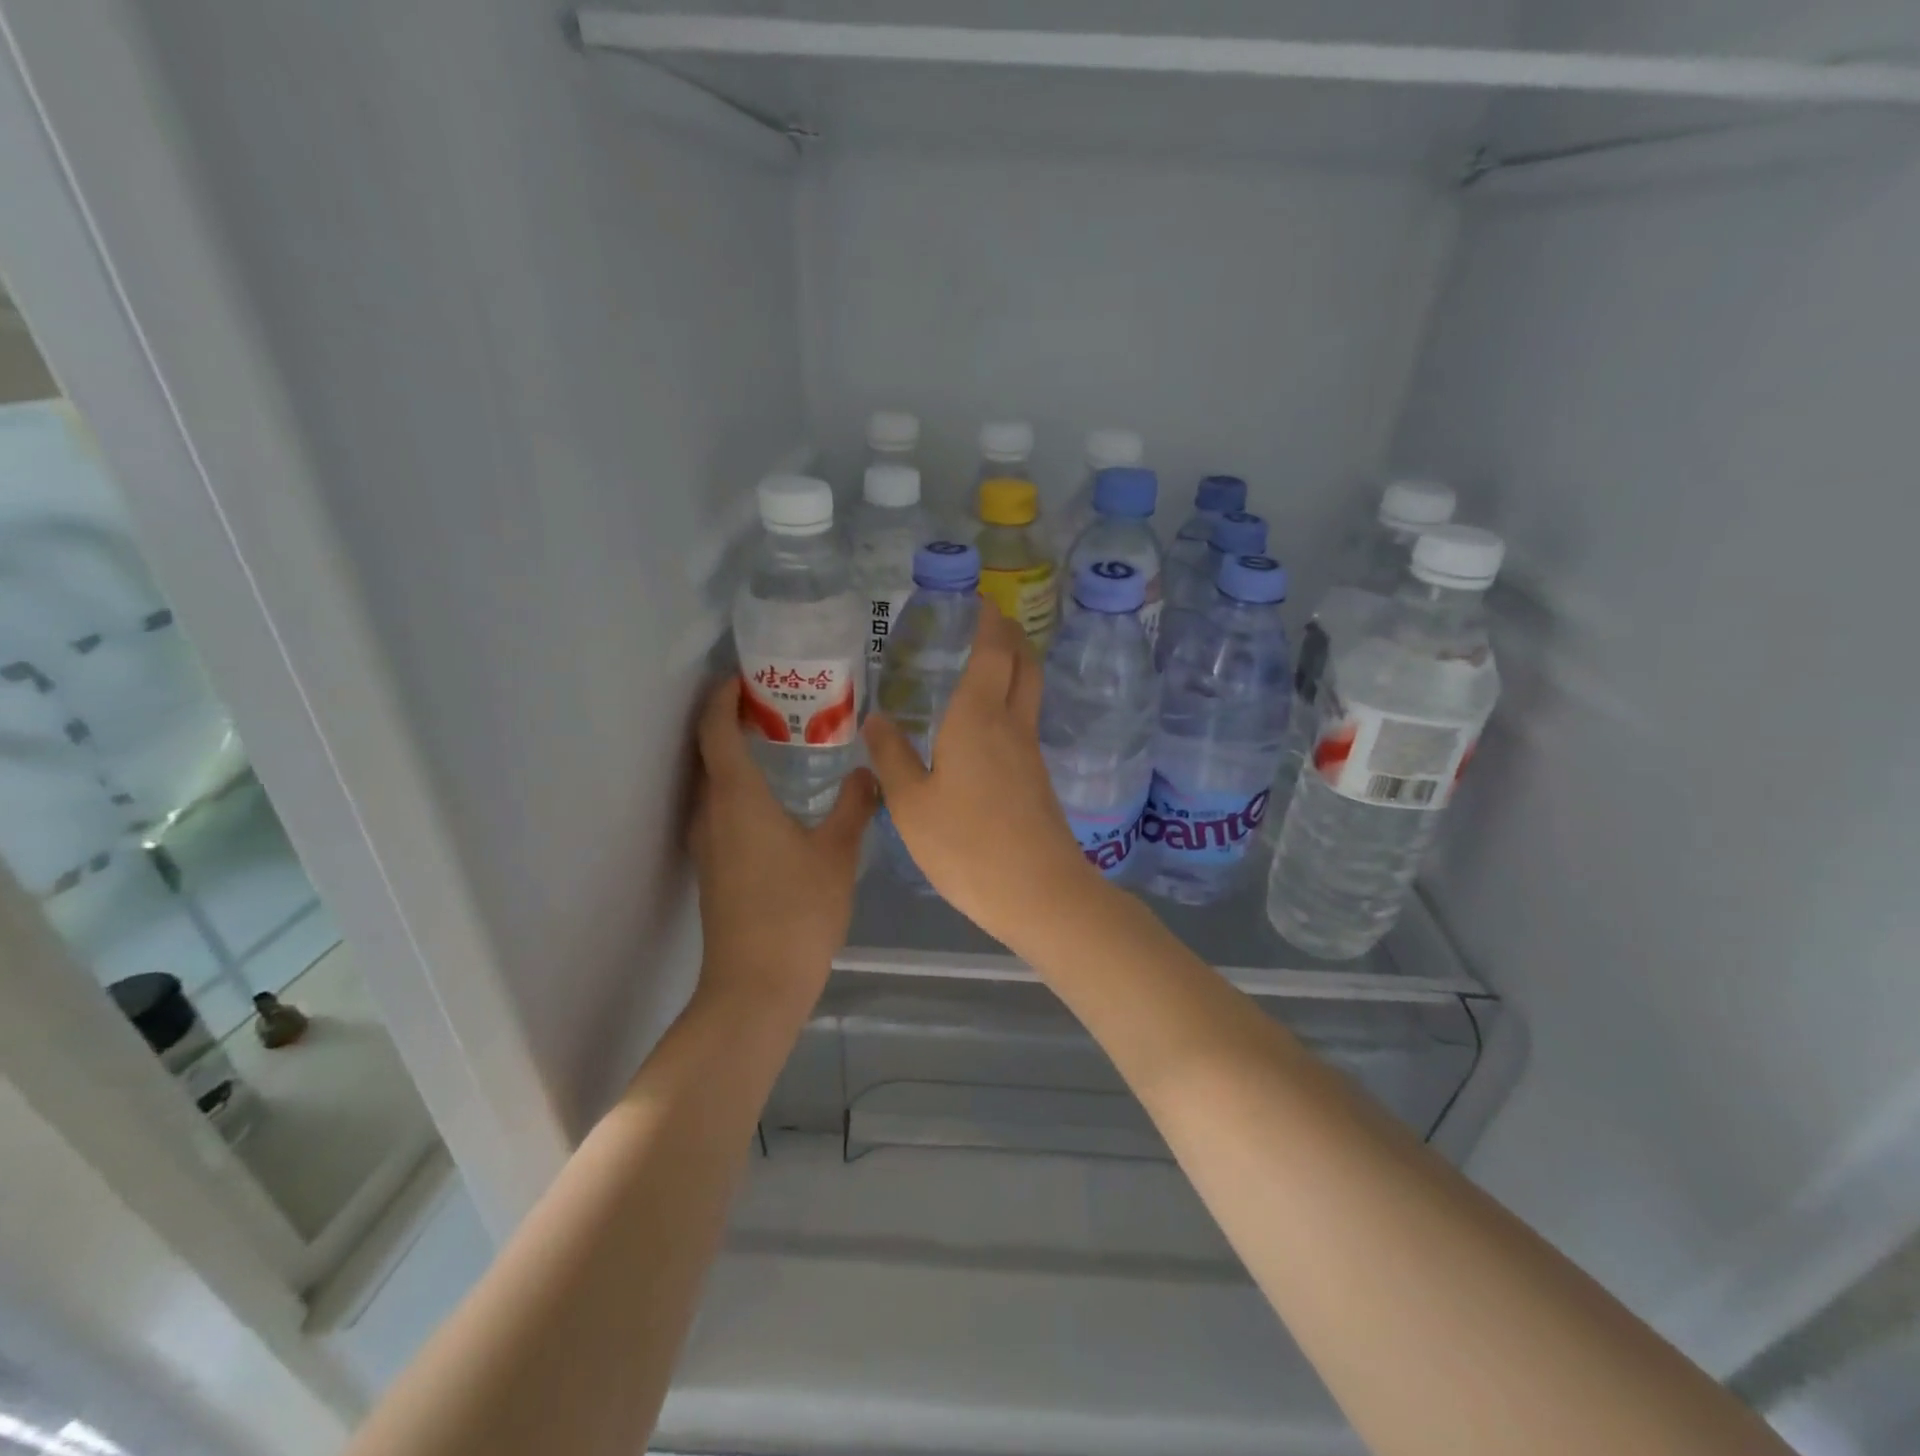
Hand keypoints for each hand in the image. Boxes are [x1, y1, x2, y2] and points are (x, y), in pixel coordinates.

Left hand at [689, 676, 876, 1012]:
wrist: (756, 986)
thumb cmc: (797, 911)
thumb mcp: (837, 853)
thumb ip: (855, 806)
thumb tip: (869, 773)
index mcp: (736, 797)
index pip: (716, 729)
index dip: (723, 696)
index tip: (744, 675)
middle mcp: (711, 812)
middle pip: (709, 751)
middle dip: (732, 720)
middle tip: (777, 703)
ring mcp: (707, 842)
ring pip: (713, 782)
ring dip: (736, 755)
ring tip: (781, 742)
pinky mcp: (713, 867)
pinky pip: (720, 808)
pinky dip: (740, 787)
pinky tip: (777, 797)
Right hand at [863, 609, 1099, 947]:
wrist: (1038, 893)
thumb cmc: (965, 845)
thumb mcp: (910, 804)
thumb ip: (891, 758)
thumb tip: (876, 719)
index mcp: (978, 718)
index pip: (992, 651)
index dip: (988, 621)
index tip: (979, 601)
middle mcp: (1011, 725)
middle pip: (1023, 664)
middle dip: (1010, 635)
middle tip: (988, 621)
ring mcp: (1030, 753)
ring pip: (1028, 692)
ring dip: (1013, 667)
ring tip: (982, 664)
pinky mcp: (1037, 779)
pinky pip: (1024, 723)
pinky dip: (1009, 702)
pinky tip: (983, 723)